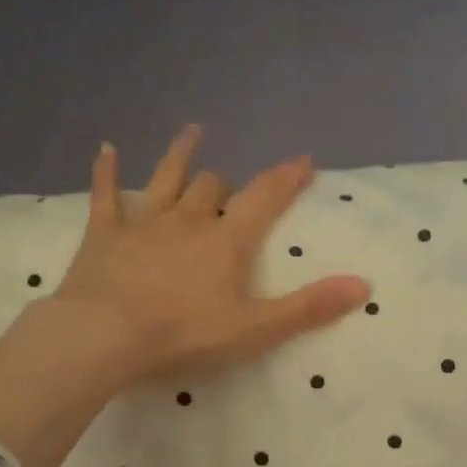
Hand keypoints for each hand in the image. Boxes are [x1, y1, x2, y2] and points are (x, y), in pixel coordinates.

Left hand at [0, 128, 367, 466]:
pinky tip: (106, 150)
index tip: (303, 160)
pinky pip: (105, 193)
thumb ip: (307, 307)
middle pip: (212, 187)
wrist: (107, 334)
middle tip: (232, 187)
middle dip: (226, 182)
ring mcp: (143, 221)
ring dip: (180, 155)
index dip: (286, 179)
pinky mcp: (103, 232)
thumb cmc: (184, 333)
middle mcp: (188, 219)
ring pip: (166, 177)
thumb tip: (363, 285)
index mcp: (226, 241)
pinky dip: (106, 172)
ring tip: (192, 132)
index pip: (264, 199)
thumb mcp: (255, 328)